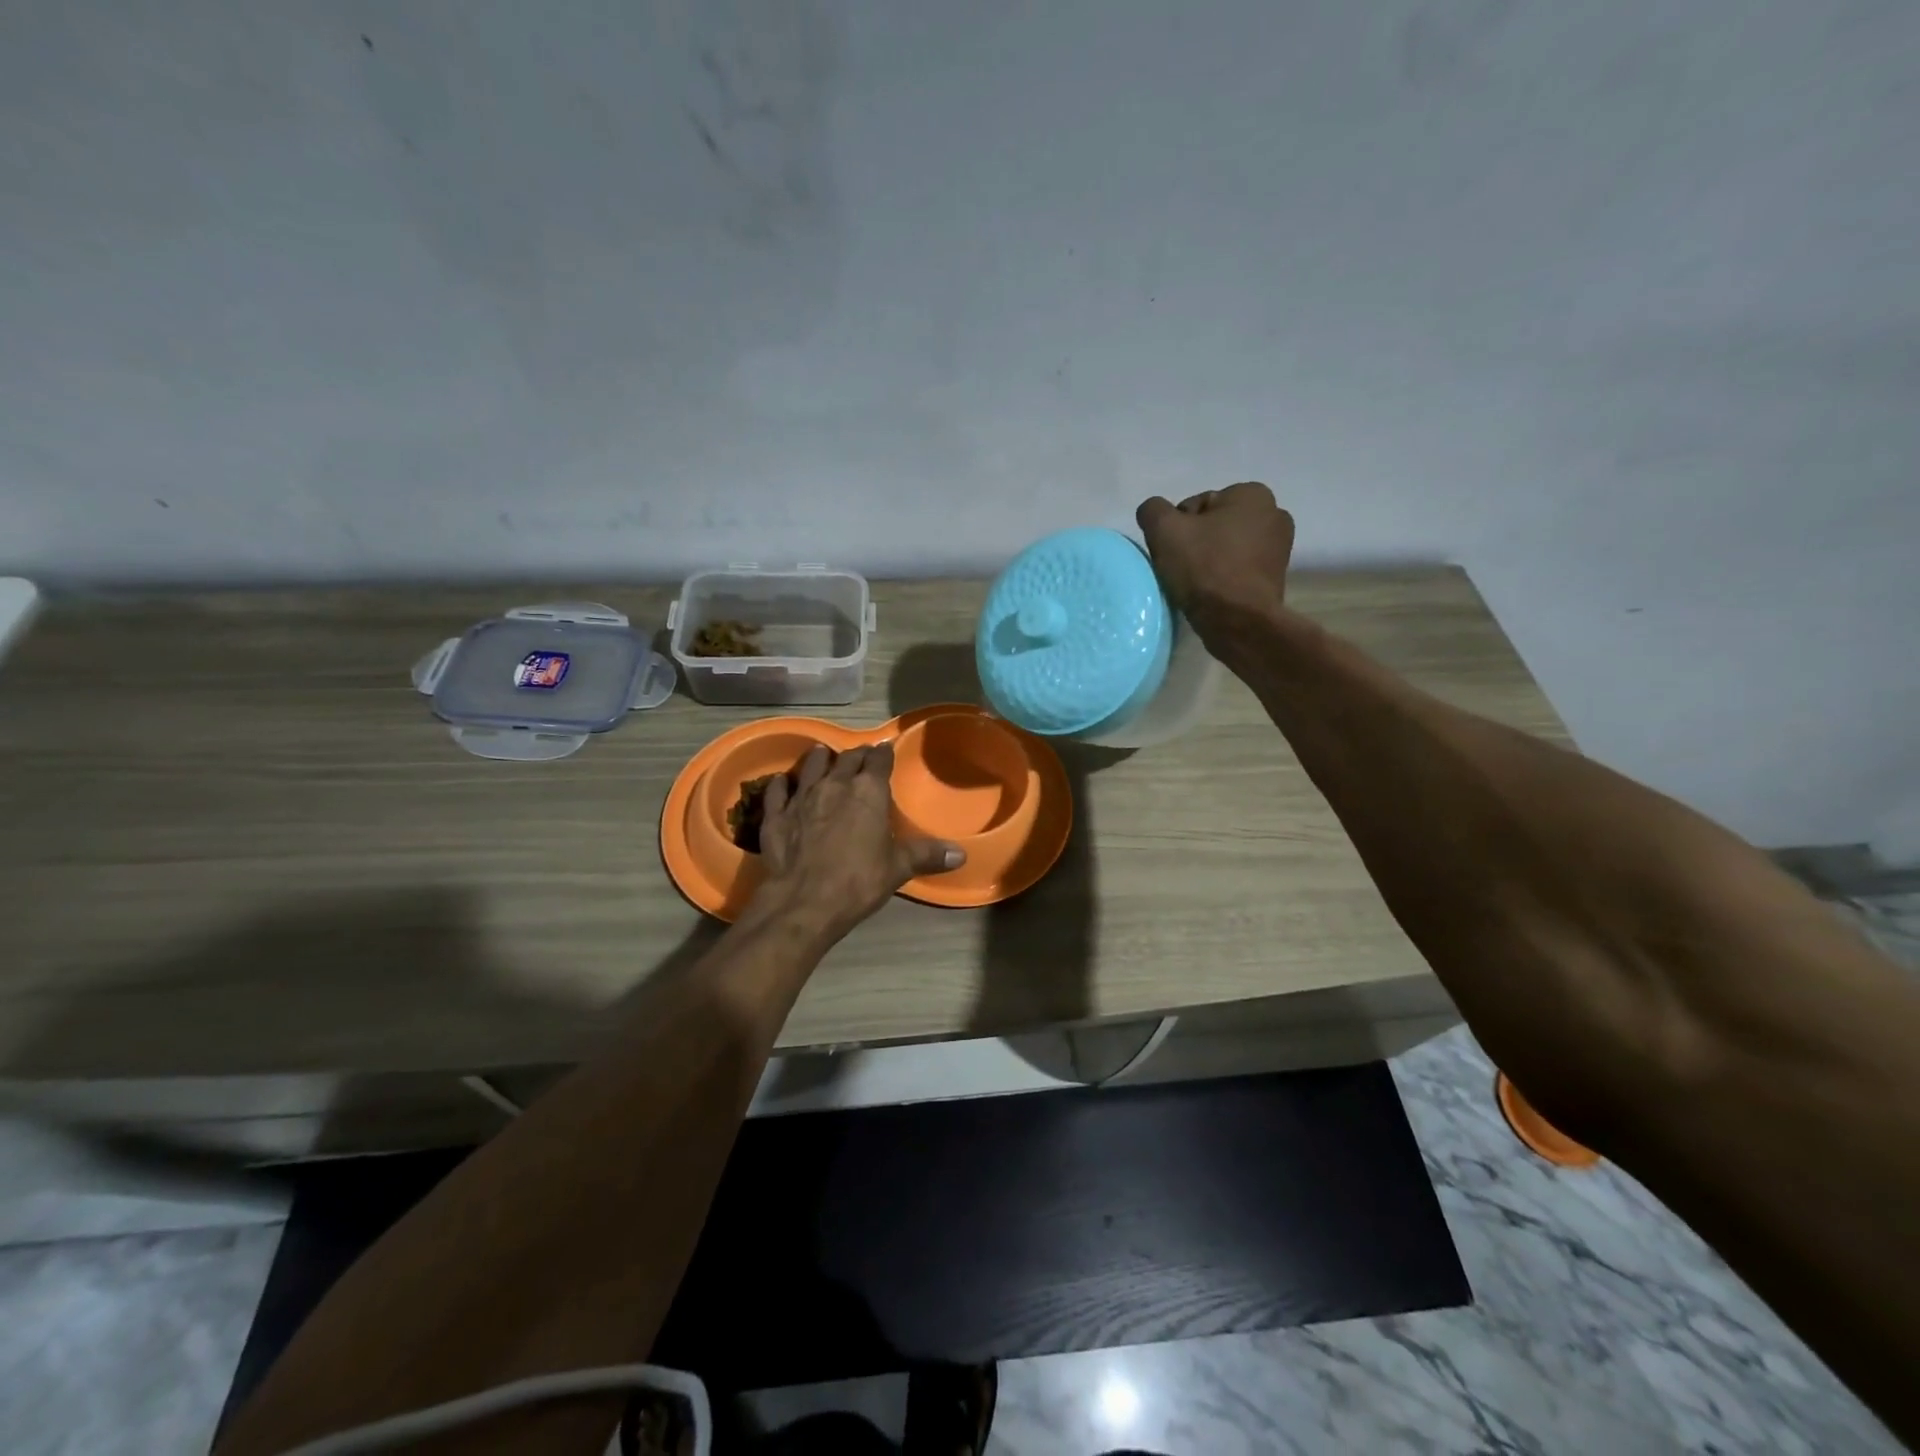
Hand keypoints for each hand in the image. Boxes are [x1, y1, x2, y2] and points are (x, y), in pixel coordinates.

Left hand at [753, 743, 964, 943]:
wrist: (805, 901)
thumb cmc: (859, 880)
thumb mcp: (899, 867)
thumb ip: (927, 855)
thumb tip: (961, 855)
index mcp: (868, 791)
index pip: (878, 760)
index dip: (883, 754)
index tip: (885, 752)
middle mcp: (834, 784)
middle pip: (846, 758)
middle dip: (856, 756)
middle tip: (860, 758)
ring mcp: (801, 797)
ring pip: (812, 765)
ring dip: (820, 759)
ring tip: (824, 757)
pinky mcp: (776, 814)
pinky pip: (778, 790)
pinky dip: (782, 784)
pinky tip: (783, 783)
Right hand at [1136, 482, 1294, 637]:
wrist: (1238, 621)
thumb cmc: (1204, 568)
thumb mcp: (1164, 530)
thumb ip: (1153, 510)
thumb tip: (1154, 512)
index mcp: (1252, 494)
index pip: (1197, 505)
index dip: (1178, 528)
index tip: (1173, 551)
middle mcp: (1274, 513)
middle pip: (1214, 525)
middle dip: (1196, 542)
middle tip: (1181, 567)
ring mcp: (1280, 547)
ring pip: (1226, 547)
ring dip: (1209, 560)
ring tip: (1195, 583)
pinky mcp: (1276, 577)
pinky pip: (1238, 568)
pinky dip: (1223, 576)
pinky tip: (1211, 592)